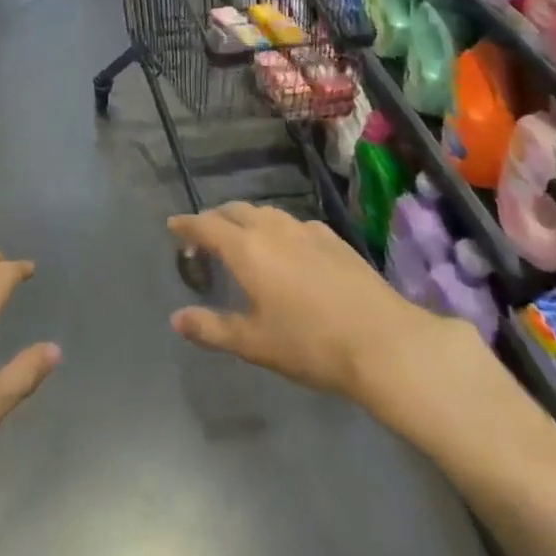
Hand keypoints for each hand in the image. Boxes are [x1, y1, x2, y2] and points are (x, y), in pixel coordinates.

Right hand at [167, 203, 444, 403]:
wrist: (382, 340)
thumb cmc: (310, 345)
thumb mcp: (255, 343)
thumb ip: (212, 328)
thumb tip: (177, 318)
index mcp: (247, 249)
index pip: (207, 226)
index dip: (187, 224)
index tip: (173, 225)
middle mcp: (273, 228)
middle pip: (235, 211)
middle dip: (215, 218)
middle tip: (204, 234)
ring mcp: (305, 228)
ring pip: (265, 212)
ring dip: (245, 220)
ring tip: (241, 238)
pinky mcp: (331, 237)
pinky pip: (291, 223)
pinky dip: (275, 228)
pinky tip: (285, 249)